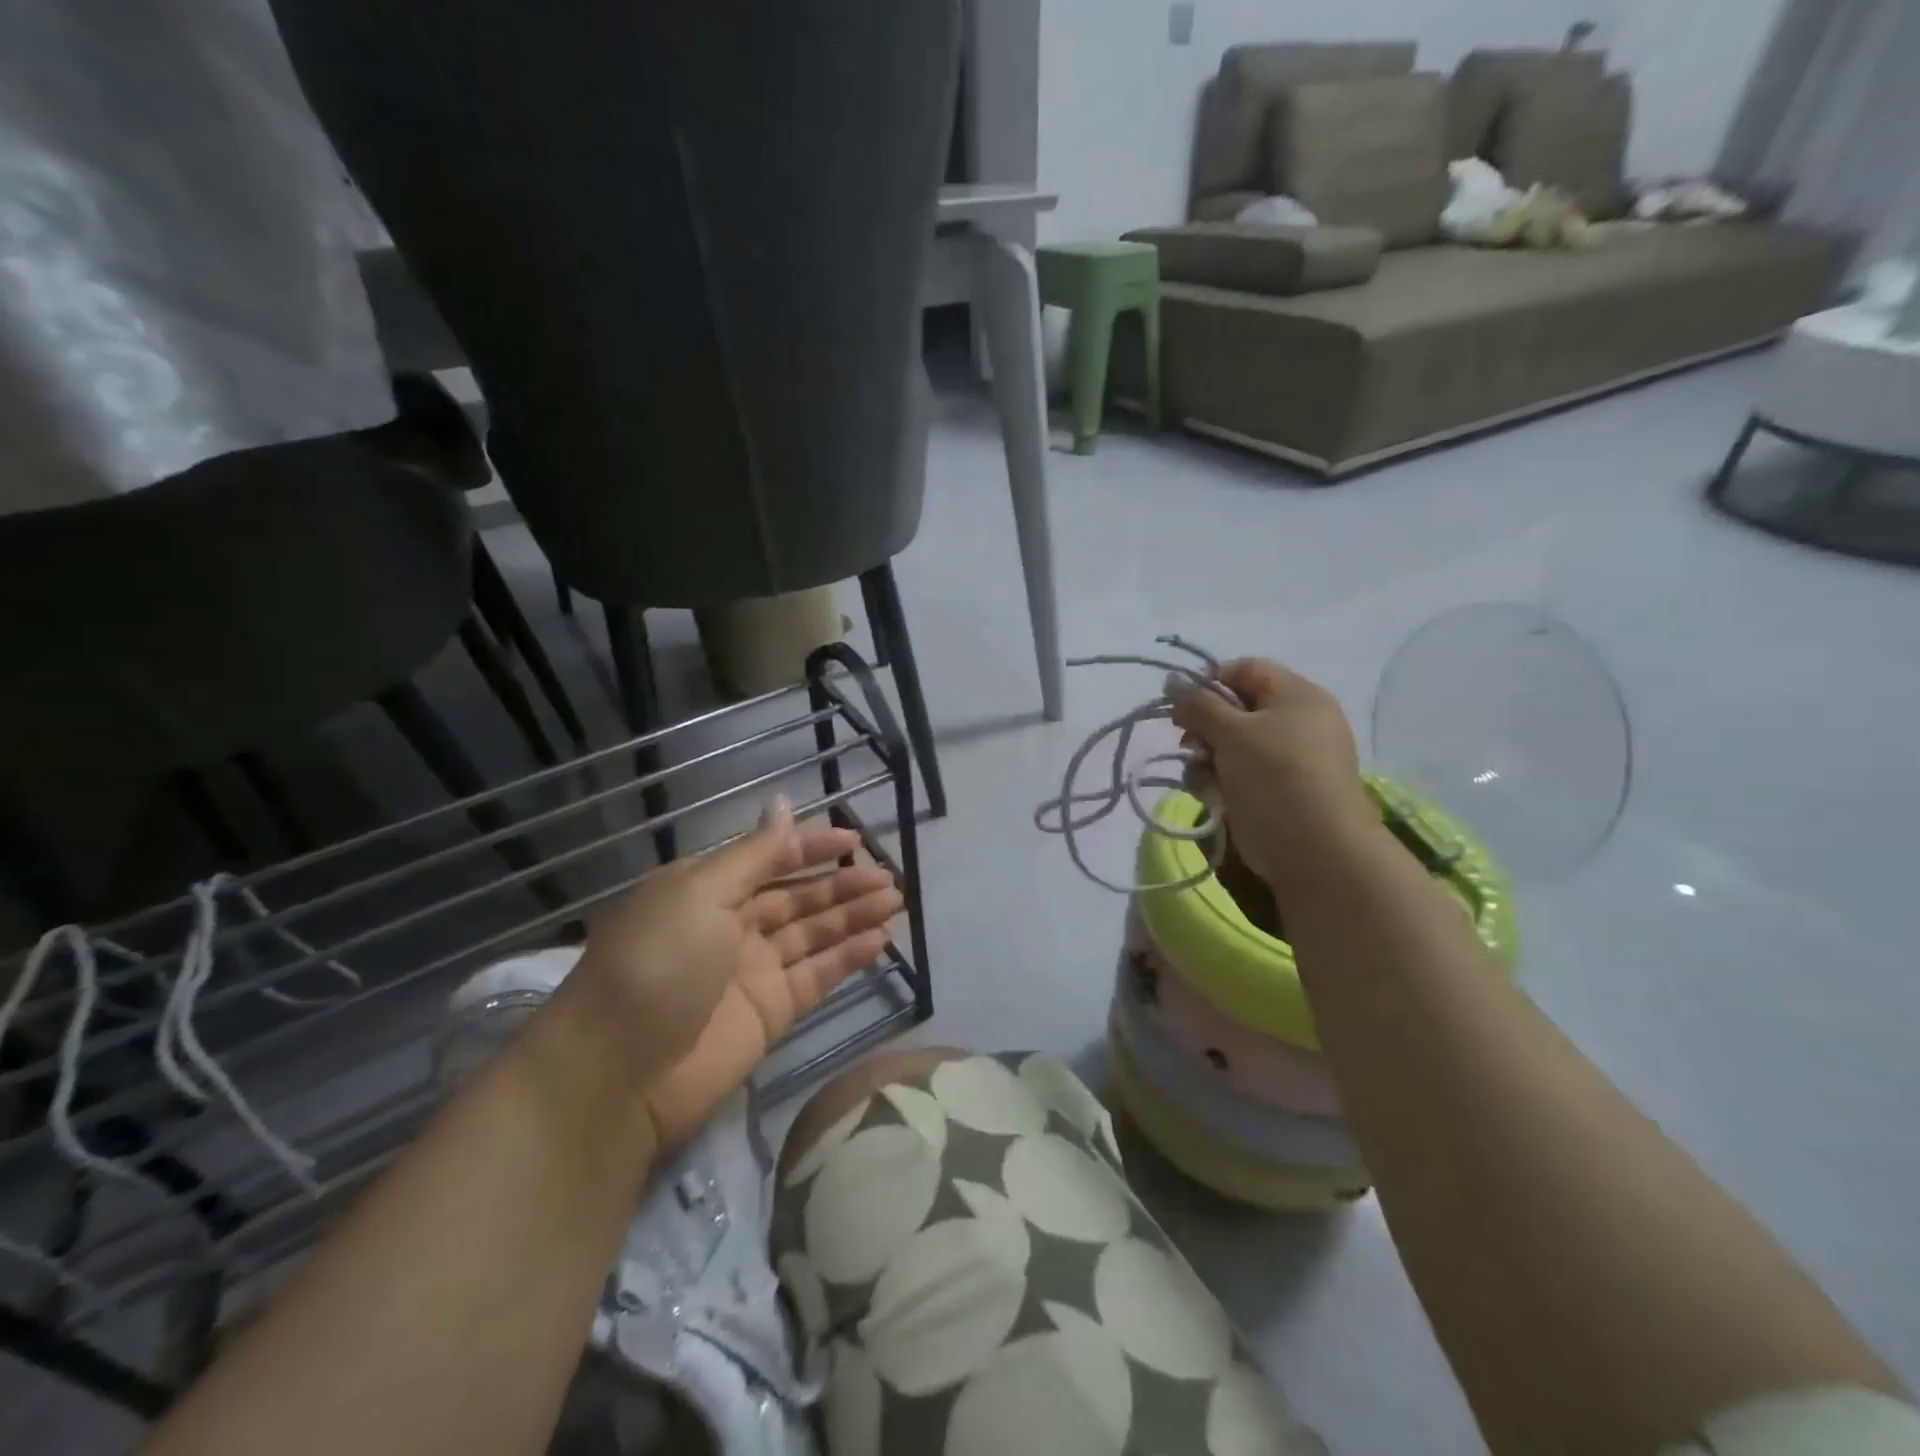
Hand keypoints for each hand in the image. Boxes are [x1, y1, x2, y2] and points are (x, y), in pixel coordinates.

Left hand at [561, 801, 900, 1147]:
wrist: (617, 1073)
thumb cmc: (657, 963)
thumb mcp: (700, 893)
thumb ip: (753, 854)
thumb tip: (783, 805)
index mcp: (707, 889)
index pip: (770, 858)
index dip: (812, 847)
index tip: (856, 842)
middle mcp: (732, 925)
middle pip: (798, 897)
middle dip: (842, 884)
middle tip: (888, 879)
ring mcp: (754, 970)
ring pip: (814, 933)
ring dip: (854, 916)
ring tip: (895, 902)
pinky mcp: (771, 1011)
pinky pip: (817, 975)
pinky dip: (848, 957)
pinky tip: (880, 940)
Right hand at [1168, 659, 1376, 893]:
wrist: (1315, 848)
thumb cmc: (1275, 775)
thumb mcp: (1232, 731)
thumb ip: (1198, 704)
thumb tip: (1173, 681)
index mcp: (1296, 696)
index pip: (1245, 670)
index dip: (1209, 681)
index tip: (1181, 704)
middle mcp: (1295, 722)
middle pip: (1235, 709)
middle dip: (1204, 726)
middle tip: (1188, 744)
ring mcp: (1287, 759)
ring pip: (1231, 745)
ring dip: (1207, 758)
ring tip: (1201, 778)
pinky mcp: (1276, 791)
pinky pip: (1239, 774)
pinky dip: (1220, 781)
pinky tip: (1212, 796)